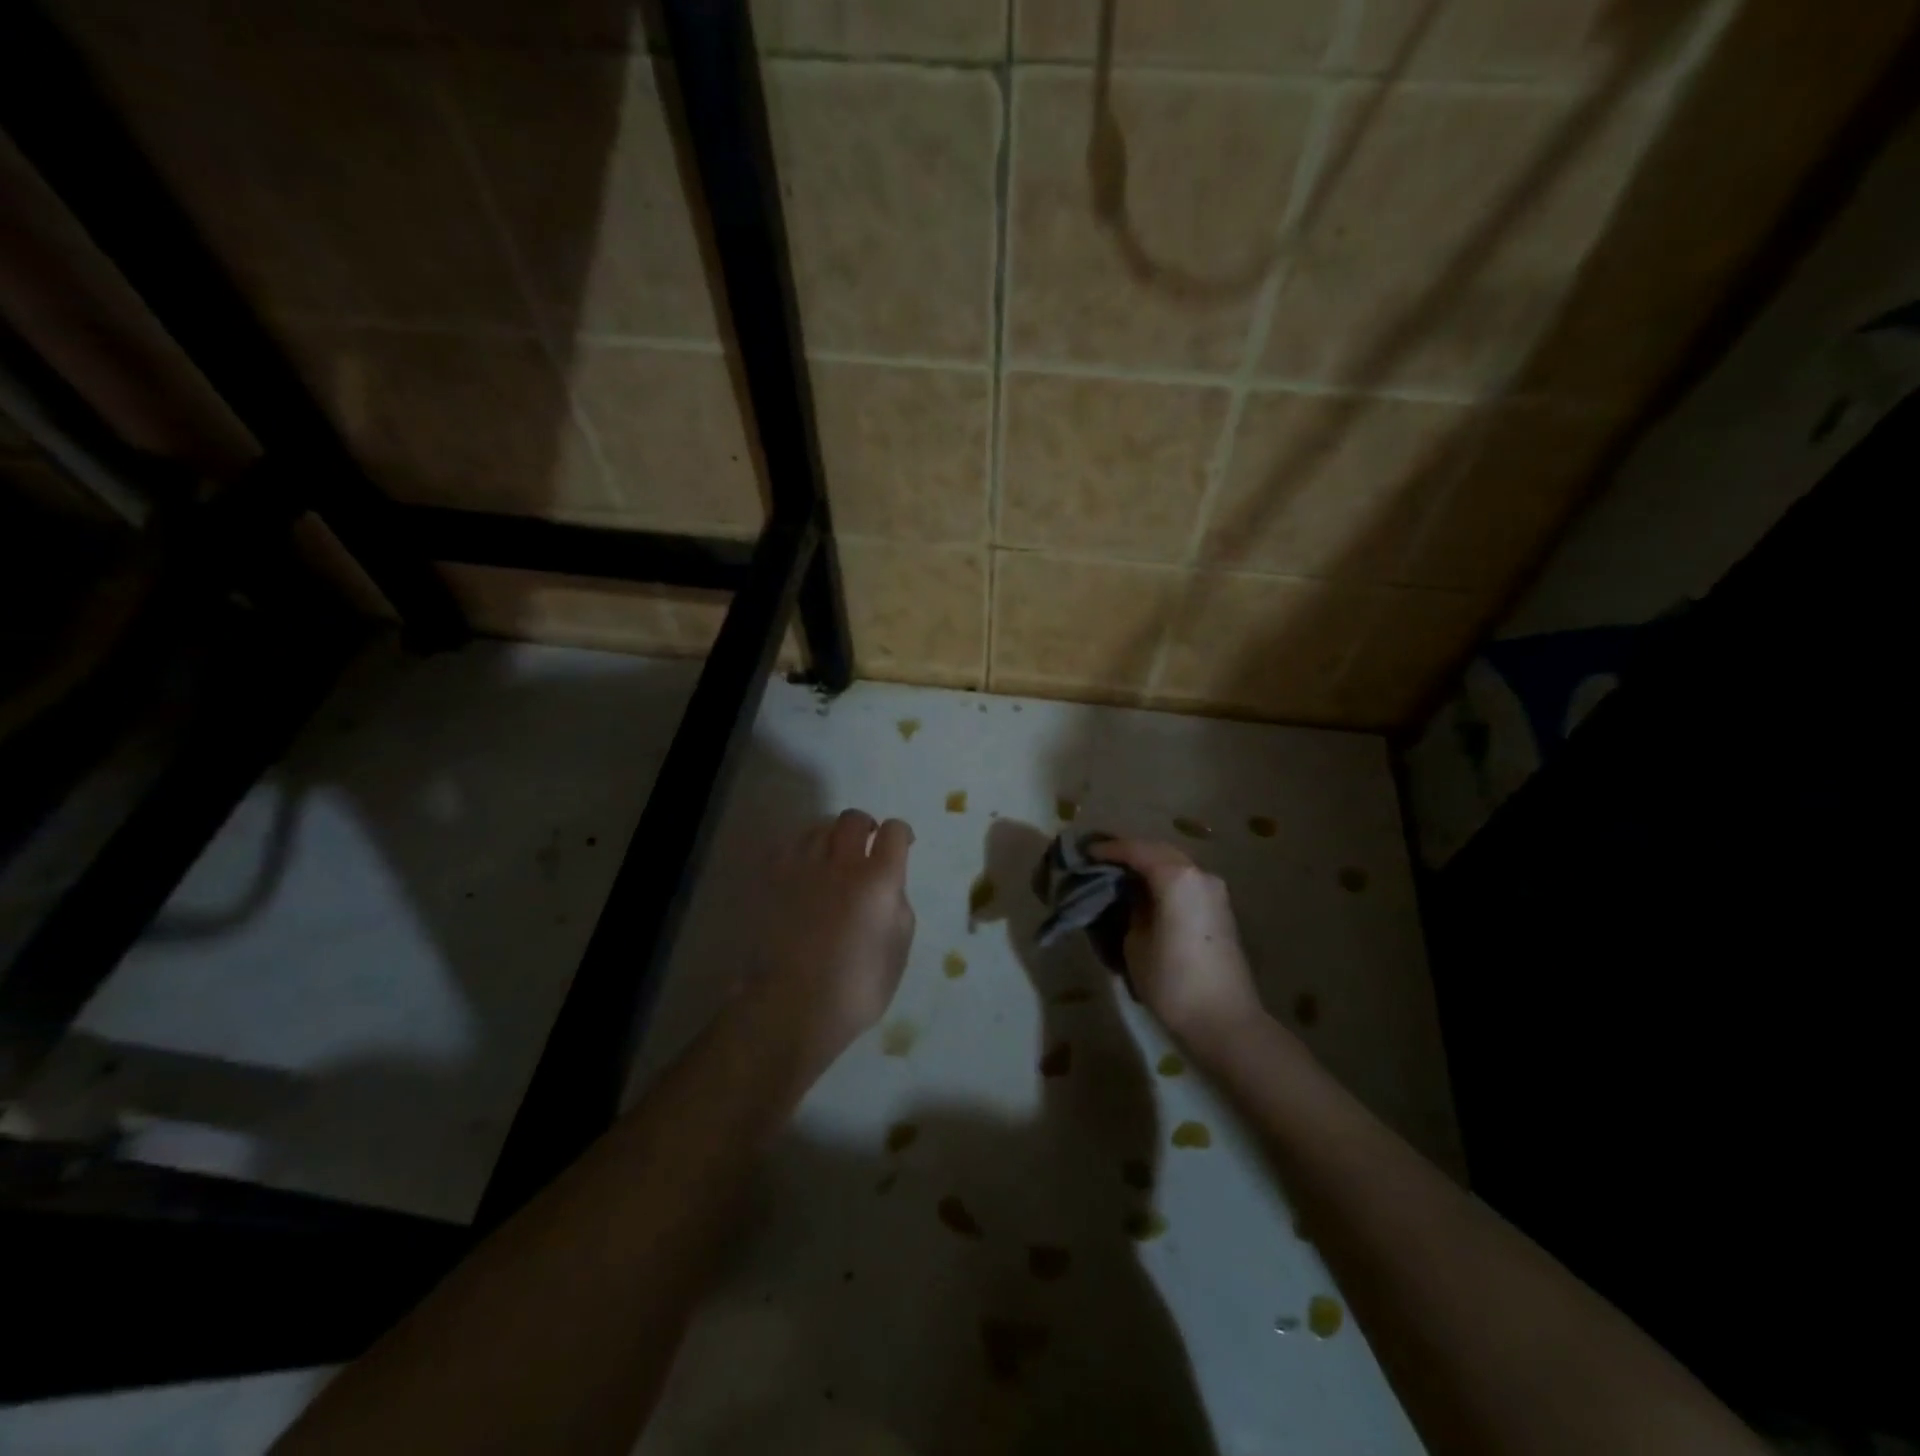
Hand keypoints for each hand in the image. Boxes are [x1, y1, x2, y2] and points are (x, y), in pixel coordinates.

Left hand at [741, 809, 915, 1088]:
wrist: (792, 1007)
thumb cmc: (856, 989)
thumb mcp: (898, 950)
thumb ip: (898, 907)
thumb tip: (890, 886)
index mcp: (879, 881)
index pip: (894, 832)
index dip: (901, 834)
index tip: (902, 845)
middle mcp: (842, 864)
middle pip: (853, 819)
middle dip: (866, 826)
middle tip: (867, 846)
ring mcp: (803, 868)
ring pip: (819, 827)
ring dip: (833, 836)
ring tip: (834, 856)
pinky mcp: (773, 880)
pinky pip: (789, 845)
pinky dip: (802, 848)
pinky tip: (805, 866)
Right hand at [1092, 838, 1261, 1051]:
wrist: (1225, 1021)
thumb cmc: (1172, 981)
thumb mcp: (1134, 942)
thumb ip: (1129, 907)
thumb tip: (1128, 894)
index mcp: (1176, 877)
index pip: (1136, 850)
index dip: (1108, 849)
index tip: (1085, 853)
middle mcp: (1199, 874)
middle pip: (1158, 850)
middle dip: (1129, 852)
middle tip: (1100, 859)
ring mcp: (1214, 890)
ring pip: (1174, 863)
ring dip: (1148, 864)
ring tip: (1119, 874)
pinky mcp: (1220, 908)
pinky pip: (1185, 880)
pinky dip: (1163, 878)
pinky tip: (1145, 891)